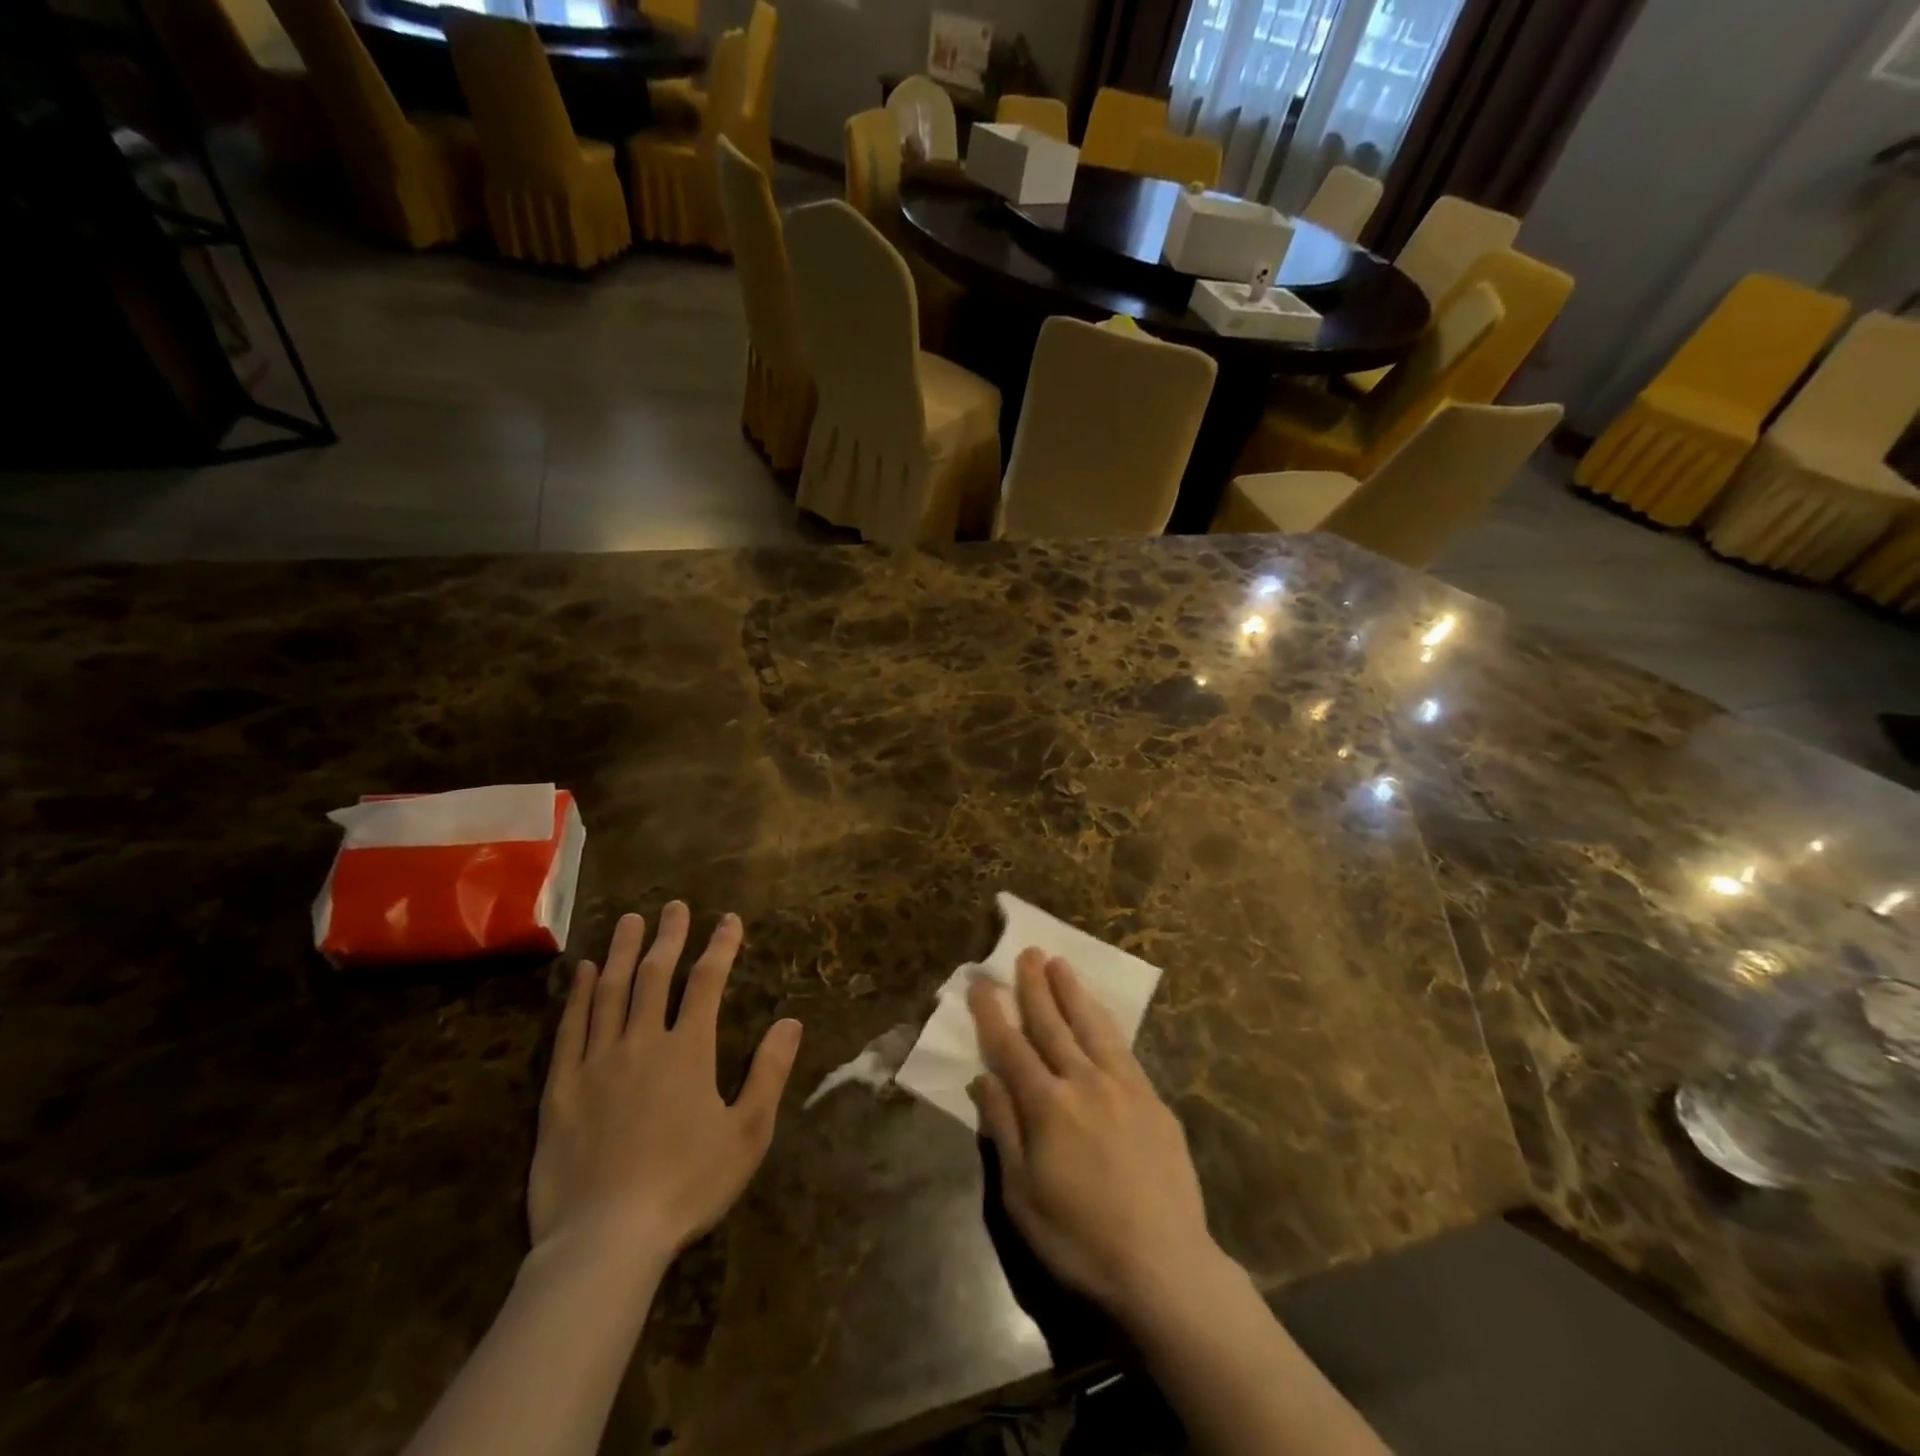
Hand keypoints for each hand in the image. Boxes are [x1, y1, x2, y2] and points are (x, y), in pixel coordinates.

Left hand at [529, 903, 802, 1279]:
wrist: (606, 1240)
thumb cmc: (687, 1186)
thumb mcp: (747, 1133)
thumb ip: (769, 1073)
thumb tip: (791, 1022)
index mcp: (688, 1051)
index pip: (706, 983)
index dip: (720, 947)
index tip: (728, 920)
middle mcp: (641, 1042)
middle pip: (654, 975)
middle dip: (668, 937)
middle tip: (675, 906)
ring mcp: (597, 1062)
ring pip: (609, 991)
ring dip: (621, 952)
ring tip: (629, 920)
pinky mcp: (561, 1088)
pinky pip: (569, 1028)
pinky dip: (576, 995)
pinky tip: (580, 972)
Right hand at [967, 951, 1225, 1329]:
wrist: (1166, 1265)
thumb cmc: (1080, 1238)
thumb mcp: (1023, 1196)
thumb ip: (1003, 1130)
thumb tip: (982, 1078)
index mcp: (1047, 1106)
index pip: (1011, 1047)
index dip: (993, 1014)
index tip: (982, 983)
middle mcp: (1084, 1082)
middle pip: (1053, 1024)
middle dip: (1035, 987)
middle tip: (1027, 952)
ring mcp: (1123, 1086)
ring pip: (1092, 1026)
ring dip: (1073, 992)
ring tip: (1060, 963)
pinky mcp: (1153, 1099)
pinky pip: (1123, 1047)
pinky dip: (1106, 1022)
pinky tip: (1100, 1012)